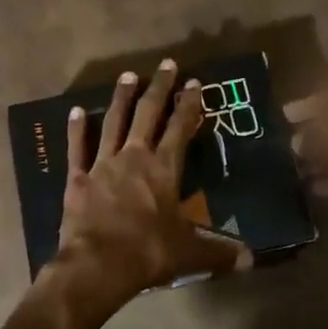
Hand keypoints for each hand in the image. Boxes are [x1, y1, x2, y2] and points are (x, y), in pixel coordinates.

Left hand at [44, 60, 249, 321]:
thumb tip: (252, 259)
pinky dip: (76, 129)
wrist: (98, 265)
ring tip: (128, 75)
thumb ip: (220, 252)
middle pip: (148, 114)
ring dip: (122, 98)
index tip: (194, 82)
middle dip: (159, 88)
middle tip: (166, 64)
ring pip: (114, 122)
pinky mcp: (77, 178)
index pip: (180, 128)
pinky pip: (77, 148)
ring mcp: (103, 164)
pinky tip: (75, 111)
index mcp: (164, 169)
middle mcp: (134, 156)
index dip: (189, 104)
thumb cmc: (149, 253)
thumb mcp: (190, 254)